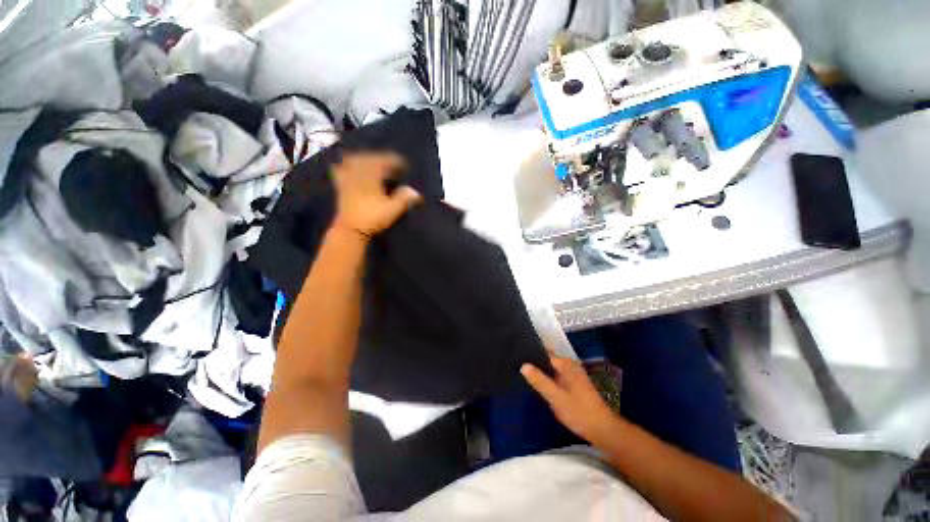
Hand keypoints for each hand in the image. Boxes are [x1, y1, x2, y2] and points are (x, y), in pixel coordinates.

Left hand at [331, 152, 421, 237]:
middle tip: (392, 164)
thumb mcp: (392, 209)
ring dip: (366, 159)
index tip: (404, 165)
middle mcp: (359, 173)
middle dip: (382, 158)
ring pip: (355, 161)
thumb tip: (415, 191)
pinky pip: (341, 169)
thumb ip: (404, 198)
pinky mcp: (341, 185)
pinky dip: (346, 165)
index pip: (384, 162)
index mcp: (372, 176)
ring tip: (375, 162)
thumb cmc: (373, 218)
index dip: (395, 161)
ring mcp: (348, 178)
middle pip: (370, 159)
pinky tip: (349, 165)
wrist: (351, 229)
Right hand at [521, 355, 620, 445]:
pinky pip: (556, 376)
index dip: (531, 356)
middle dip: (534, 364)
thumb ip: (539, 380)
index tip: (516, 359)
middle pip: (547, 360)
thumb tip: (523, 365)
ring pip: (552, 369)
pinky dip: (548, 379)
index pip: (544, 354)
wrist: (603, 431)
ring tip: (523, 375)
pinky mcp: (574, 384)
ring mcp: (573, 375)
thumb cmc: (579, 412)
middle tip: (517, 368)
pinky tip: (539, 386)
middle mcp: (570, 365)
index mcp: (566, 364)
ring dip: (541, 372)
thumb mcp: (556, 397)